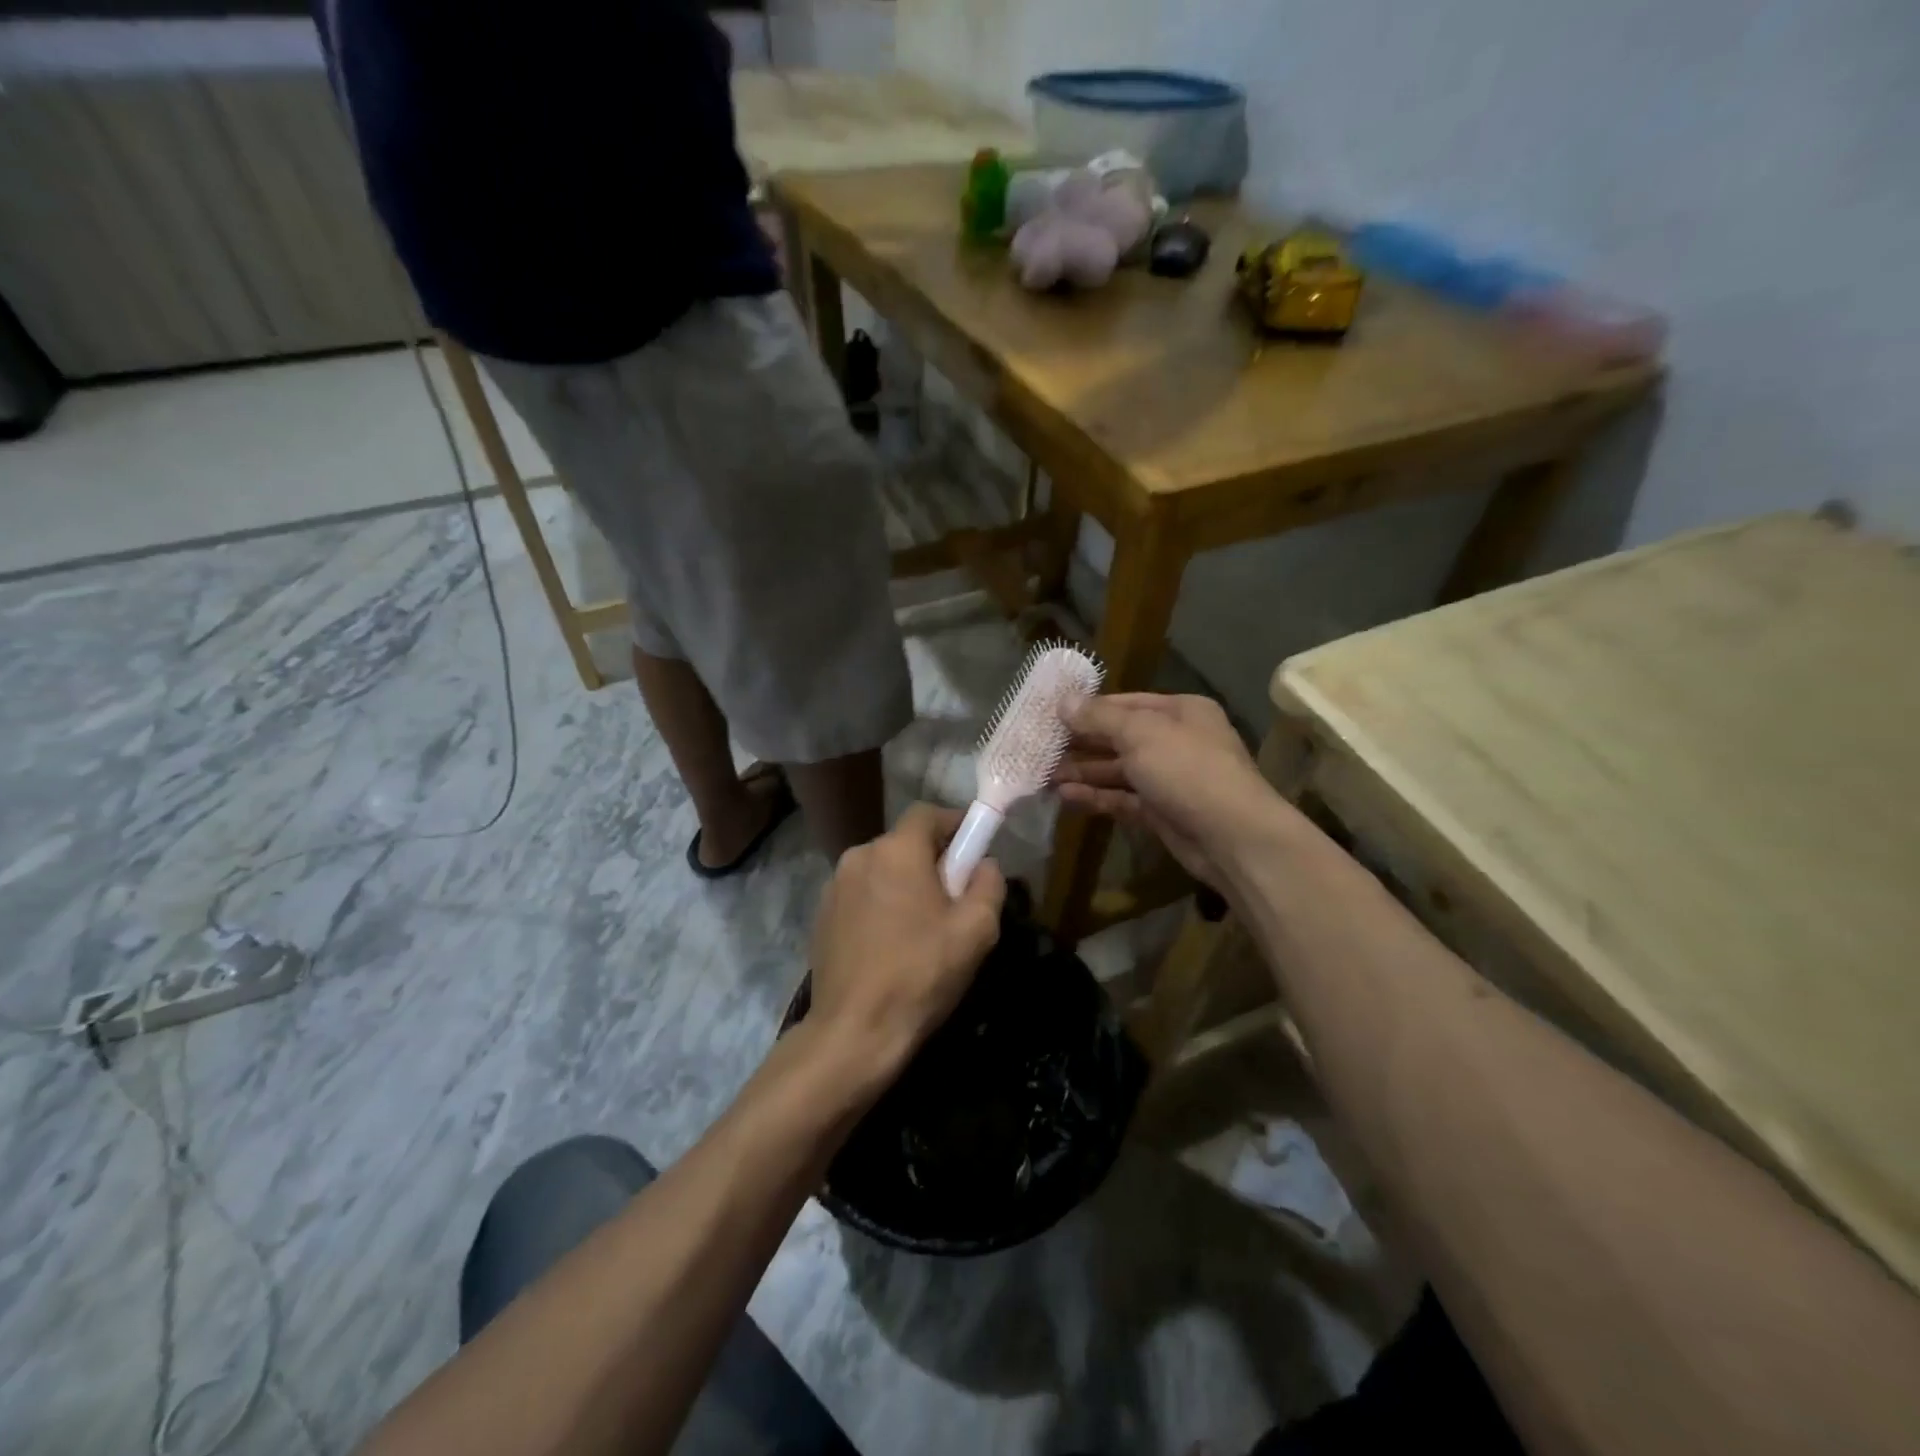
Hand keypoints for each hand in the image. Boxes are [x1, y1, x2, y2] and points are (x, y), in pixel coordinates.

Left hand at [807, 803, 1005, 1080]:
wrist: (854, 1031)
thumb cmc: (921, 974)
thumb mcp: (975, 930)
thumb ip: (988, 884)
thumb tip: (984, 864)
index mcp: (896, 850)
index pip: (928, 813)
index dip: (955, 824)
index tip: (974, 851)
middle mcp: (859, 856)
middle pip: (905, 843)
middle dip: (932, 861)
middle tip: (954, 899)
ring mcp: (834, 885)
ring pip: (882, 870)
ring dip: (905, 884)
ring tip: (923, 928)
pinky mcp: (822, 914)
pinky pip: (862, 894)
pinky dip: (880, 905)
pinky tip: (891, 944)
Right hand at [1056, 693, 1282, 885]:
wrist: (1232, 837)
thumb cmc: (1187, 769)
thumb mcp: (1140, 733)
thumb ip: (1099, 718)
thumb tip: (1064, 701)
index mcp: (1180, 711)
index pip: (1125, 703)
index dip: (1088, 709)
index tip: (1050, 715)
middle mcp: (1175, 741)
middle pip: (1119, 737)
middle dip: (1081, 743)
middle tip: (1040, 747)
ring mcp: (1169, 779)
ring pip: (1118, 771)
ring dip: (1083, 772)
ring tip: (1044, 775)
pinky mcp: (1161, 812)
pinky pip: (1122, 799)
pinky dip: (1096, 797)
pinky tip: (1065, 797)